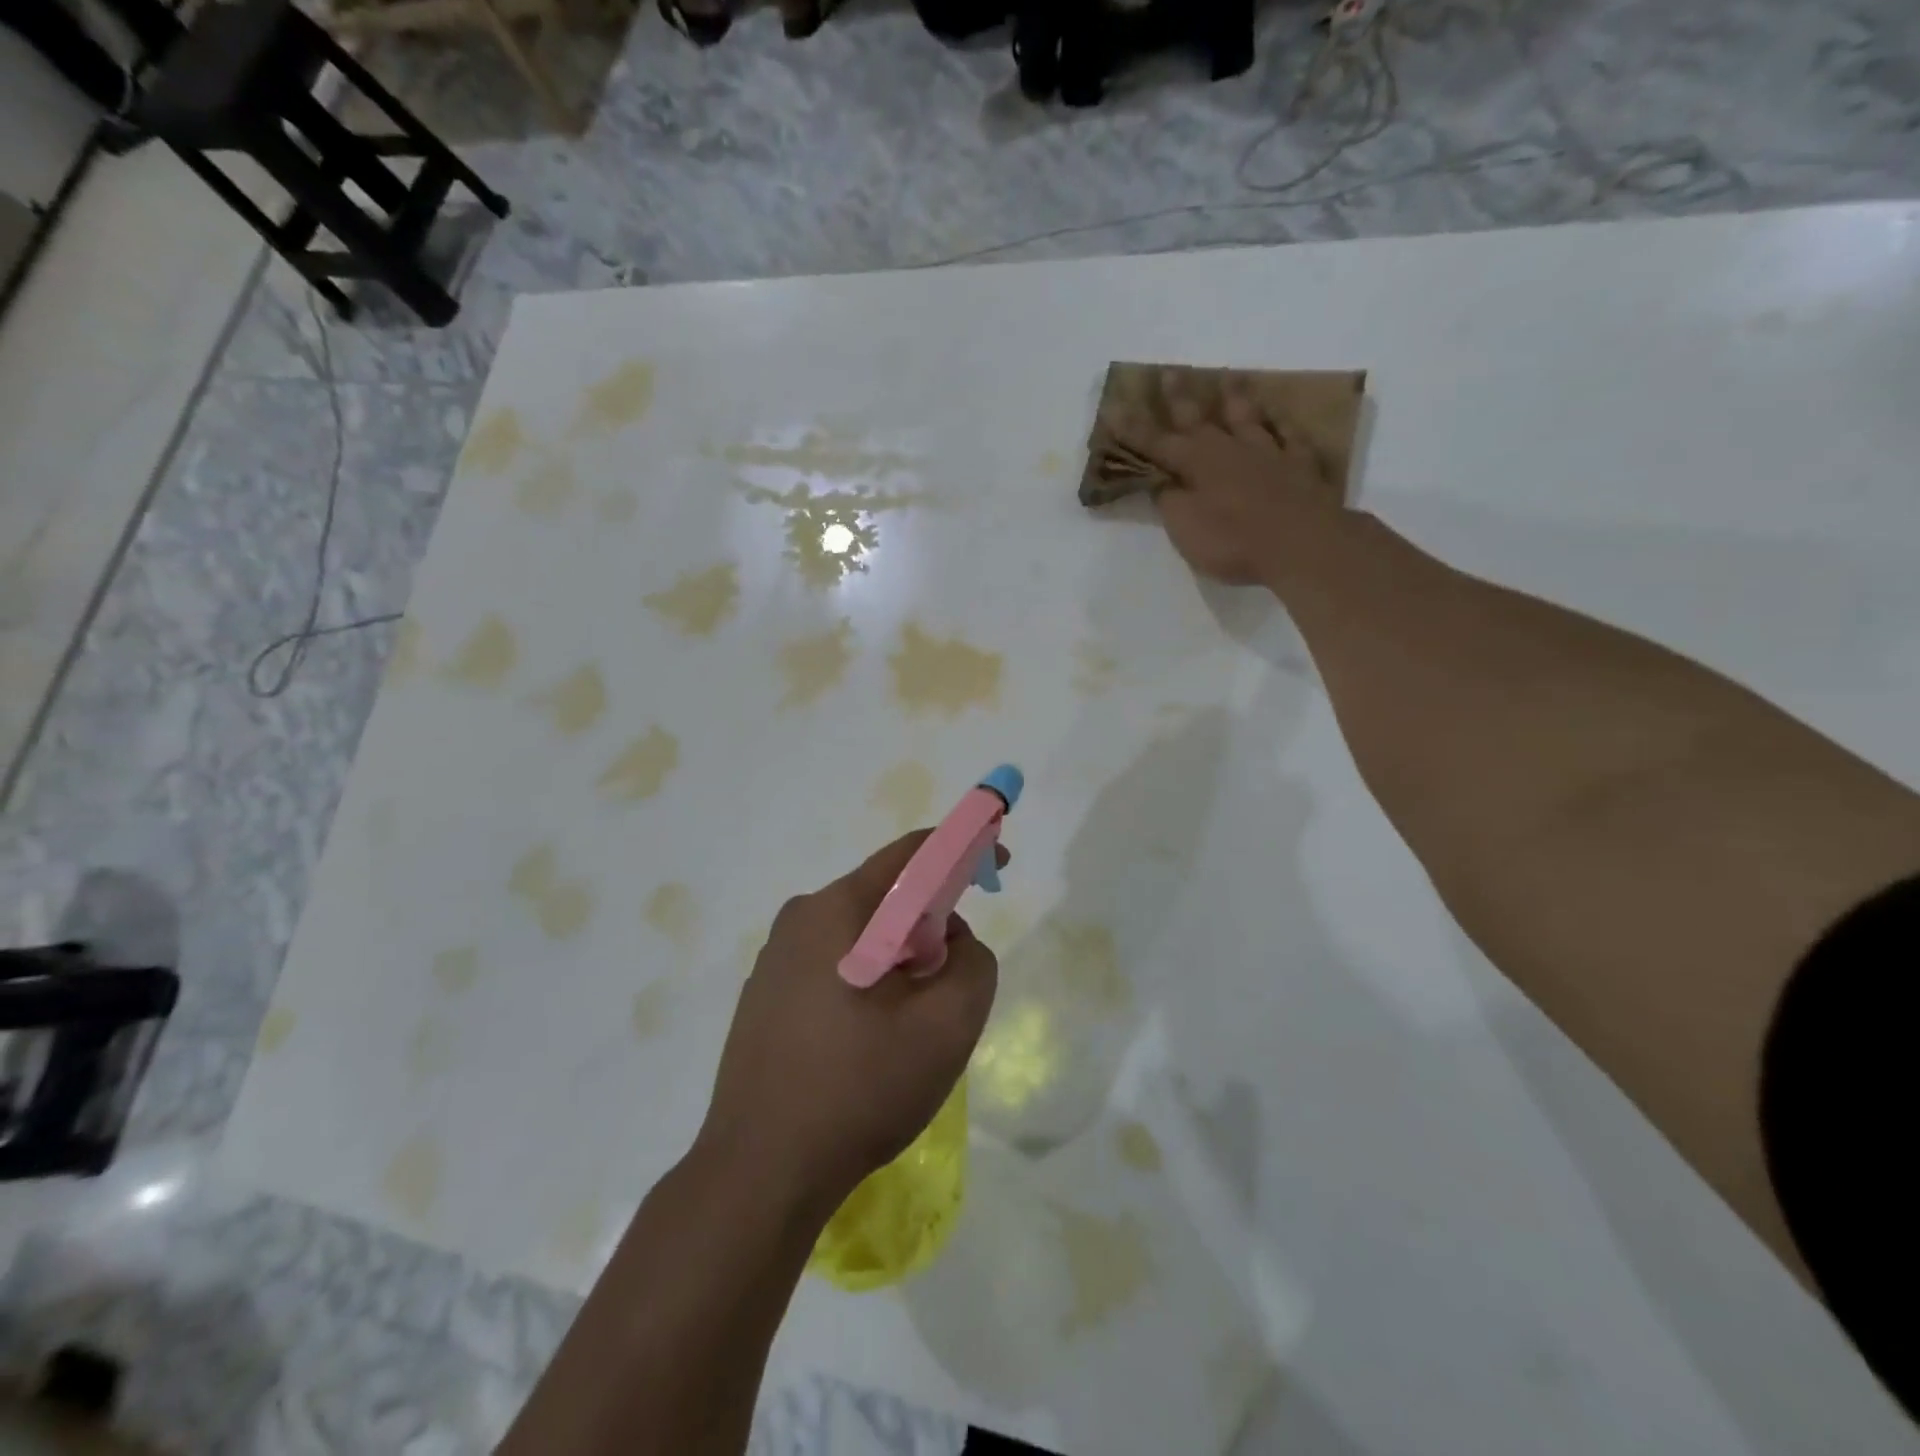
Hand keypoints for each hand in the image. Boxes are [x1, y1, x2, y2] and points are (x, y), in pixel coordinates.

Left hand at [697, 832, 1003, 1217]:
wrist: (759, 1174)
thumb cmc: (859, 1089)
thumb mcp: (947, 1025)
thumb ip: (974, 962)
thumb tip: (951, 941)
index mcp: (837, 908)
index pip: (912, 854)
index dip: (964, 850)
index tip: (997, 867)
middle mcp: (799, 918)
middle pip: (886, 897)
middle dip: (931, 925)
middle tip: (950, 982)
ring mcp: (775, 958)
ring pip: (861, 935)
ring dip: (900, 960)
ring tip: (909, 1025)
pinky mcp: (765, 996)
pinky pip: (833, 965)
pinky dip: (868, 981)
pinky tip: (869, 1043)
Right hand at [1106, 372, 1338, 585]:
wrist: (1302, 544)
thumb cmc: (1233, 540)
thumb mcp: (1186, 528)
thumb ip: (1170, 502)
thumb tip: (1162, 483)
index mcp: (1197, 464)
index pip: (1156, 443)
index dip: (1133, 429)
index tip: (1114, 407)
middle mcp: (1230, 449)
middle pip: (1200, 418)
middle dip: (1180, 398)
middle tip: (1169, 372)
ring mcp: (1270, 454)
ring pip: (1248, 418)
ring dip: (1236, 398)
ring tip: (1229, 378)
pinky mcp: (1302, 466)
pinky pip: (1291, 437)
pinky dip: (1283, 425)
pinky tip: (1280, 417)